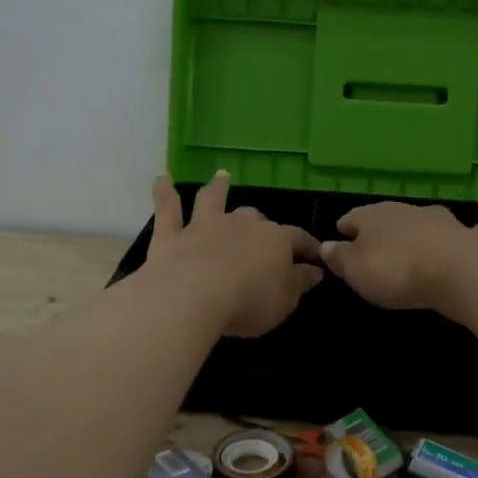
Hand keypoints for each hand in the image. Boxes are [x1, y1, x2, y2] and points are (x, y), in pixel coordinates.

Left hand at [145, 172, 323, 336]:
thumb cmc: (249, 301)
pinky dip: (164, 193)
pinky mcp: (172, 236)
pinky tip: (162, 178)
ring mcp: (204, 226)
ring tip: (221, 176)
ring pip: (212, 200)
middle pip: (254, 218)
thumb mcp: (285, 300)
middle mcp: (241, 224)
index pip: (297, 239)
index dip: (308, 246)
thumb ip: (299, 283)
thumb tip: (314, 270)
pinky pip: (167, 209)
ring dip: (217, 188)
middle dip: (260, 223)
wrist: (194, 295)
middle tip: (263, 231)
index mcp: (275, 240)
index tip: (316, 253)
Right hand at [320, 203, 477, 310]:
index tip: (340, 237)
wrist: (460, 271)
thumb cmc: (396, 270)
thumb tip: (325, 245)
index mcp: (374, 216)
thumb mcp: (355, 270)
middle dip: (382, 231)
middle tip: (376, 249)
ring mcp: (442, 220)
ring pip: (424, 222)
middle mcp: (407, 210)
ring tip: (415, 248)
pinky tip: (464, 244)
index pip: (352, 217)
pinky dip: (460, 238)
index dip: (344, 229)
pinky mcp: (470, 236)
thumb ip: (339, 257)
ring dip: (418, 232)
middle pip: (388, 218)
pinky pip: (462, 235)